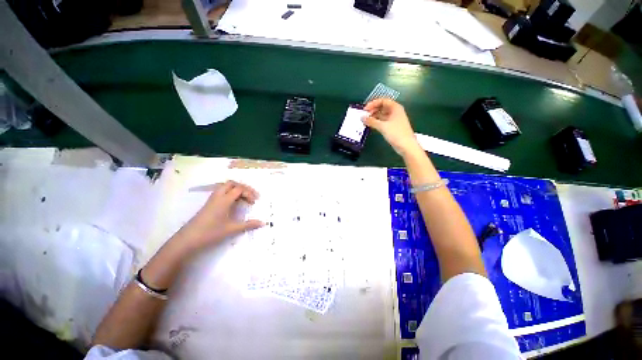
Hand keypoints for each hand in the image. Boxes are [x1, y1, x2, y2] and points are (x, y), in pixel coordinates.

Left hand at [174, 180, 263, 253]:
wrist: (187, 239)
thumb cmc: (210, 233)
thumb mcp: (231, 229)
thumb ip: (248, 225)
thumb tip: (263, 223)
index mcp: (224, 200)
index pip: (239, 189)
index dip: (249, 193)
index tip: (254, 202)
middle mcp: (218, 196)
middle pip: (232, 183)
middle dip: (243, 187)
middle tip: (250, 196)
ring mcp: (212, 199)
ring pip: (225, 187)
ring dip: (236, 189)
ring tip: (243, 198)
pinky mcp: (209, 204)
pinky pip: (221, 192)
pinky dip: (230, 193)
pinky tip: (233, 203)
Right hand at [363, 99, 421, 155]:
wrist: (406, 145)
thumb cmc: (396, 133)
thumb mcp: (382, 126)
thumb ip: (371, 121)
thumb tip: (362, 118)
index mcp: (395, 108)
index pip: (382, 101)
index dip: (373, 103)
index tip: (365, 109)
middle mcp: (395, 112)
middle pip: (382, 107)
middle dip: (373, 110)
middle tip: (364, 115)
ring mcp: (394, 119)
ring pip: (382, 115)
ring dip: (374, 117)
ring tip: (365, 121)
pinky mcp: (392, 127)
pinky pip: (383, 121)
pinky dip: (376, 122)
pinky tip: (370, 125)